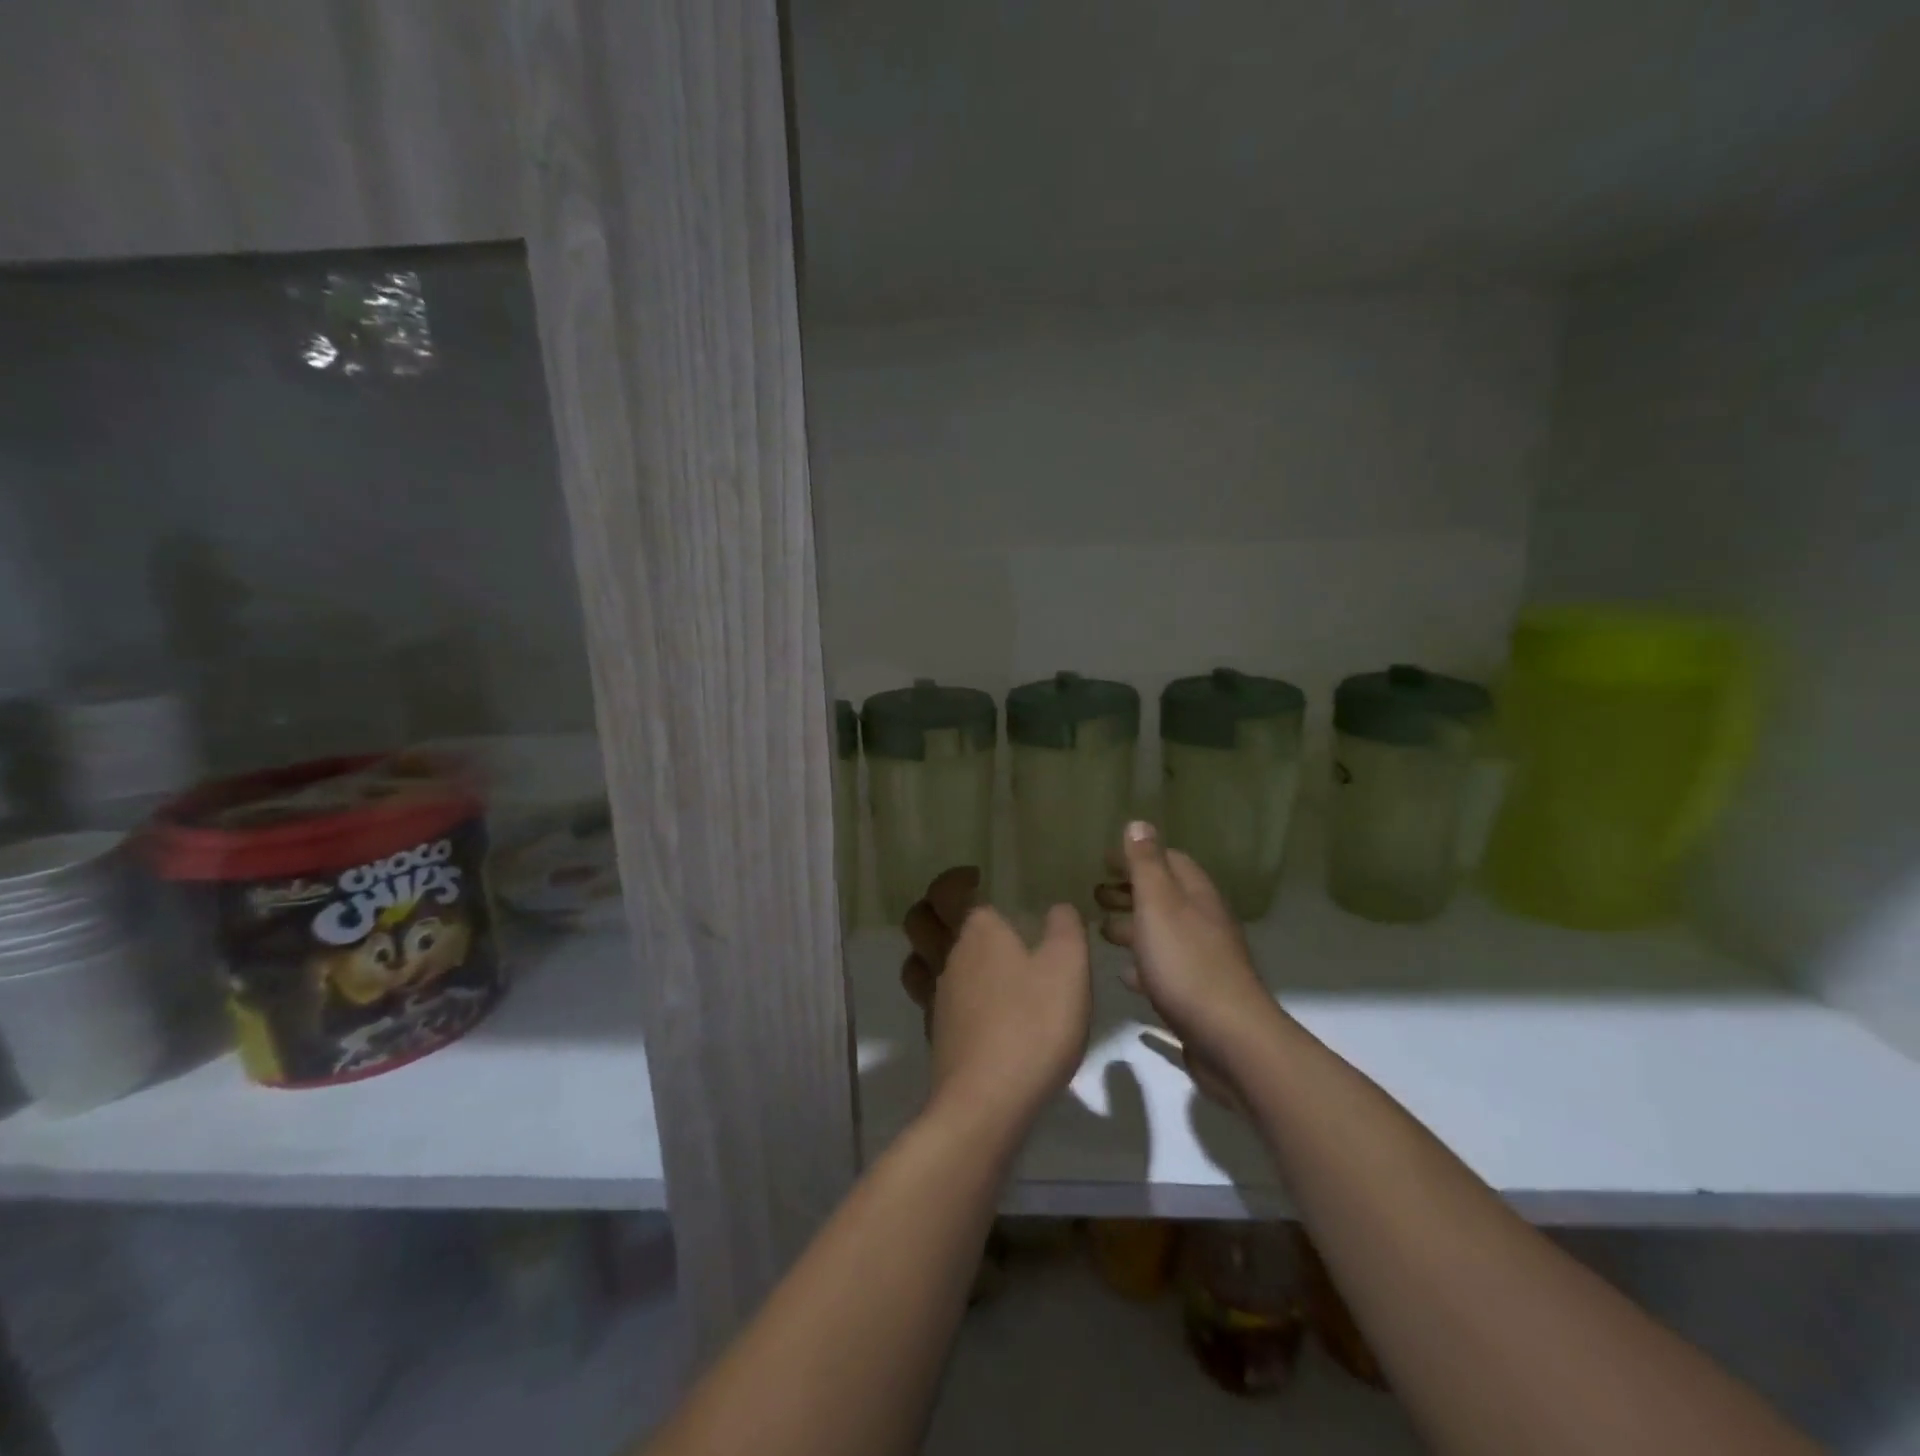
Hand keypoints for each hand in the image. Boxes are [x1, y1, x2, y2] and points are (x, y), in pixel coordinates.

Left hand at [901, 868, 1091, 1125]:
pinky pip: (925, 996)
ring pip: (916, 959)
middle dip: (931, 908)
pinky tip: (962, 999)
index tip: (973, 876)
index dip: (954, 880)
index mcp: (976, 932)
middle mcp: (947, 957)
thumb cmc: (1033, 1025)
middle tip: (956, 907)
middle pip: (919, 922)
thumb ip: (1066, 929)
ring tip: (952, 948)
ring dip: (926, 947)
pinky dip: (935, 986)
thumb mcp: (1069, 969)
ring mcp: (935, 998)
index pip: (947, 891)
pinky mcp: (935, 1034)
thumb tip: (1058, 908)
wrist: (988, 1102)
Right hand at [1095, 822, 1278, 1084]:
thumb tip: (1138, 823)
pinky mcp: (1198, 997)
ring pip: (1163, 933)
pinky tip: (1124, 975)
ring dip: (1133, 927)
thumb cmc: (1186, 964)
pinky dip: (1143, 965)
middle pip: (1165, 897)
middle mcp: (1204, 923)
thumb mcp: (1159, 905)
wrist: (1230, 1040)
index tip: (1102, 861)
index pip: (1169, 861)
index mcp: (1196, 896)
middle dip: (1130, 891)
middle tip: (1094, 894)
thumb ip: (1146, 865)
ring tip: (1101, 931)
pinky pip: (1165, 970)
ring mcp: (1204, 961)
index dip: (1136, 856)